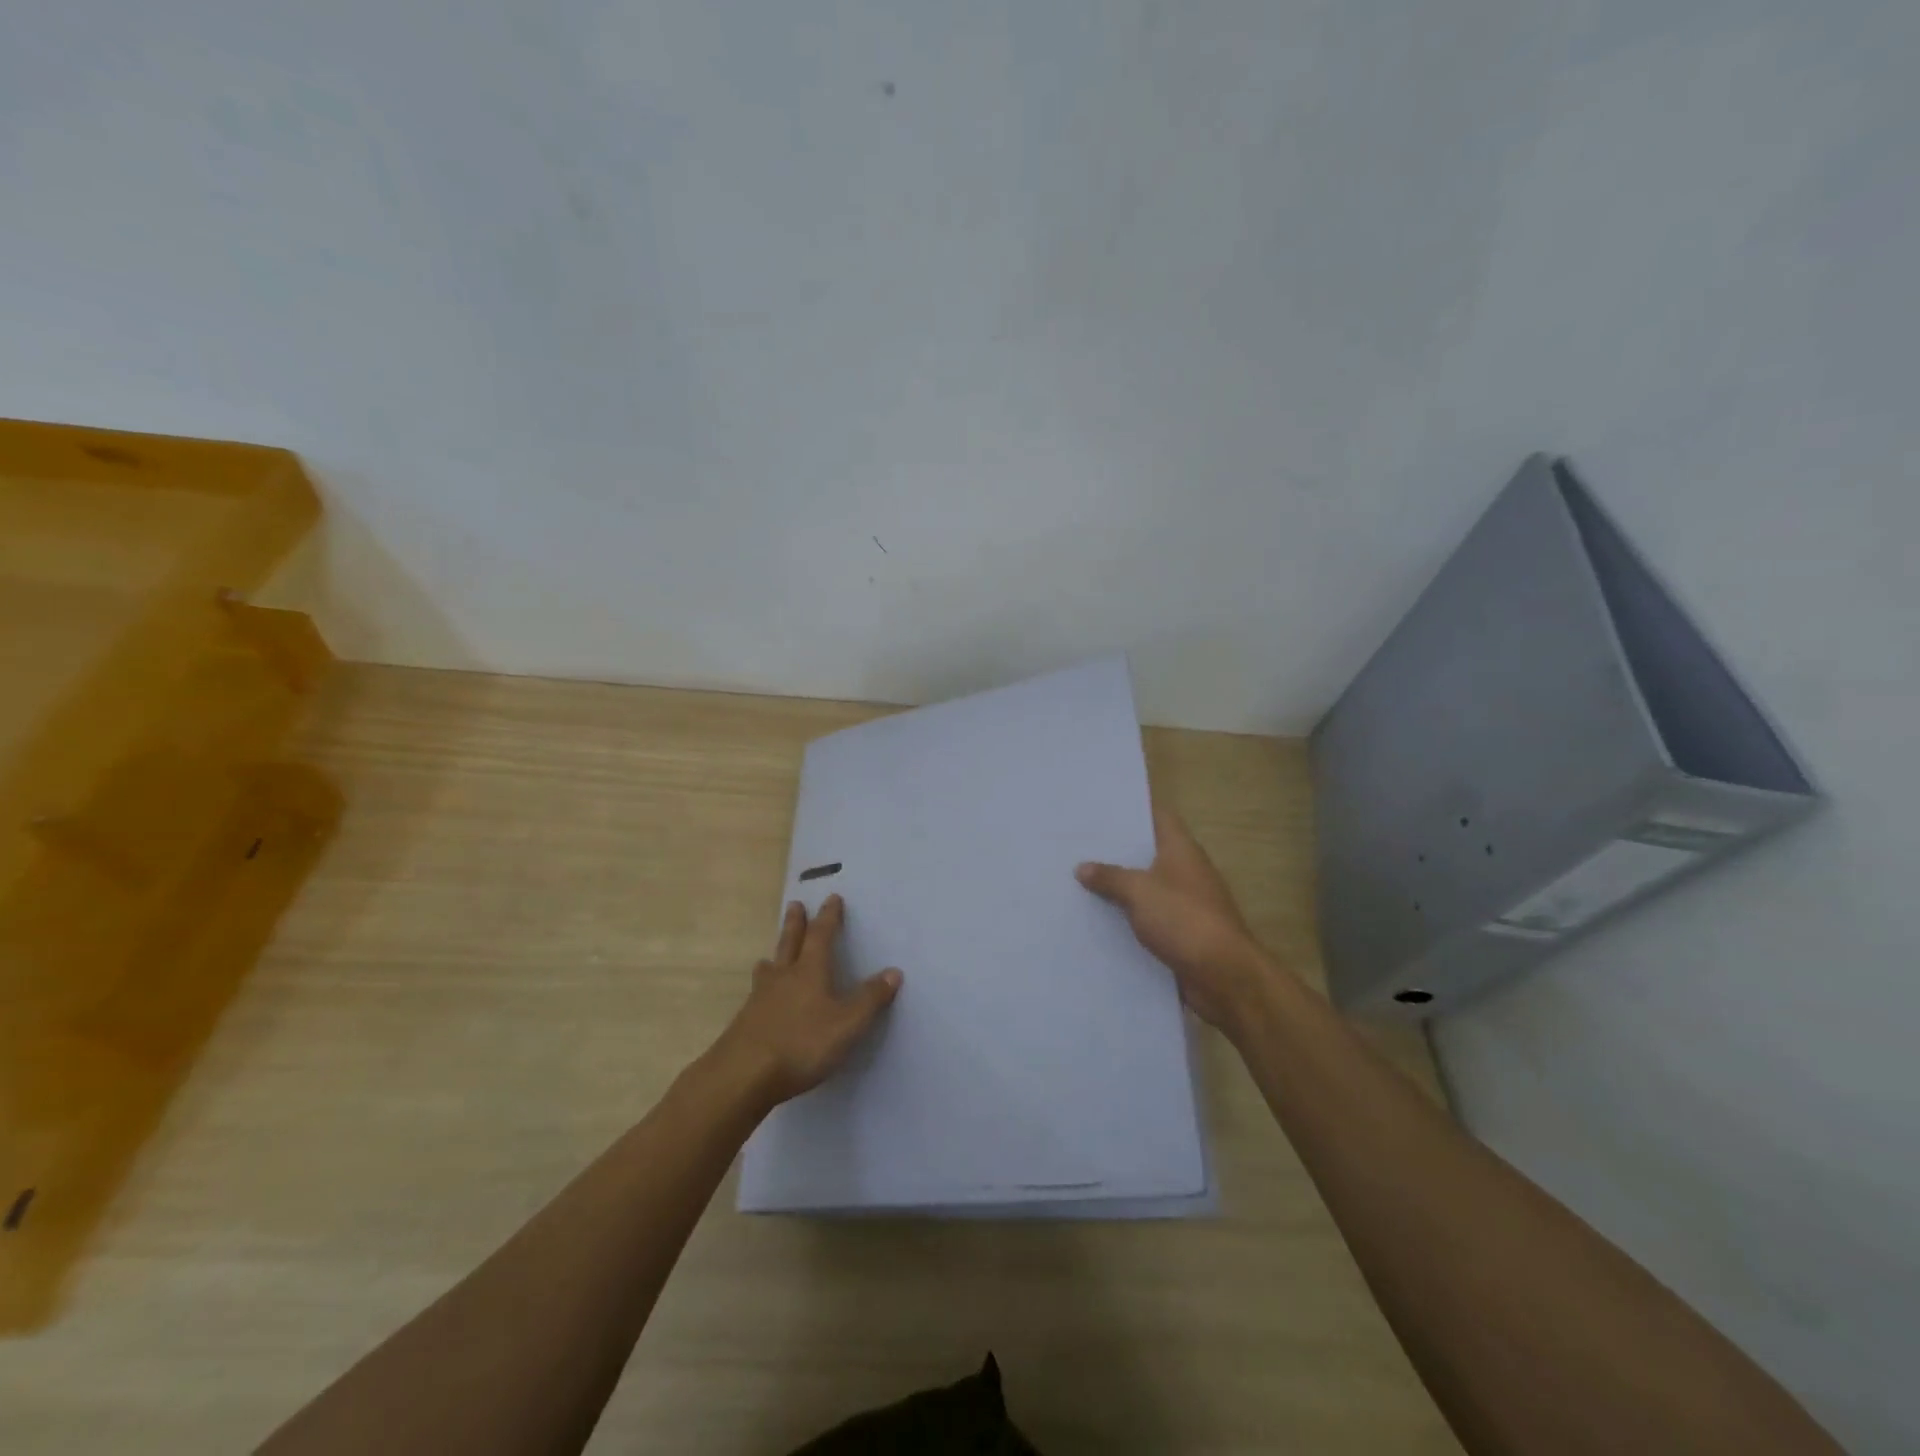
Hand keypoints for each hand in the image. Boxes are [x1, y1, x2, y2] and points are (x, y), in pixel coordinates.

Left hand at [712, 894, 901, 1109]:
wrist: (743, 1075)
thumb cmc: (801, 1044)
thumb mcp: (847, 1024)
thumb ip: (870, 999)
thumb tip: (893, 972)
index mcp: (810, 972)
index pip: (821, 936)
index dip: (829, 917)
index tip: (832, 898)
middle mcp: (783, 978)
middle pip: (790, 943)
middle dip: (795, 924)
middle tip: (794, 905)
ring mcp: (760, 999)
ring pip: (768, 970)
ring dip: (773, 958)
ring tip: (769, 956)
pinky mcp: (745, 1022)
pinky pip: (757, 995)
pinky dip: (763, 989)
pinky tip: (761, 1001)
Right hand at [1076, 807, 1277, 1037]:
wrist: (1224, 976)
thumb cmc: (1183, 919)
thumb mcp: (1139, 892)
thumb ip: (1110, 877)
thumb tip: (1082, 867)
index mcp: (1181, 849)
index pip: (1158, 816)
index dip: (1132, 810)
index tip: (1100, 809)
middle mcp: (1186, 871)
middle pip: (1149, 852)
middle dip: (1117, 851)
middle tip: (1077, 846)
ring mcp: (1186, 903)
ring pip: (1147, 887)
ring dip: (1120, 887)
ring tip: (1079, 880)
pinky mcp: (1183, 933)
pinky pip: (1149, 918)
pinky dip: (1129, 918)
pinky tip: (1099, 919)